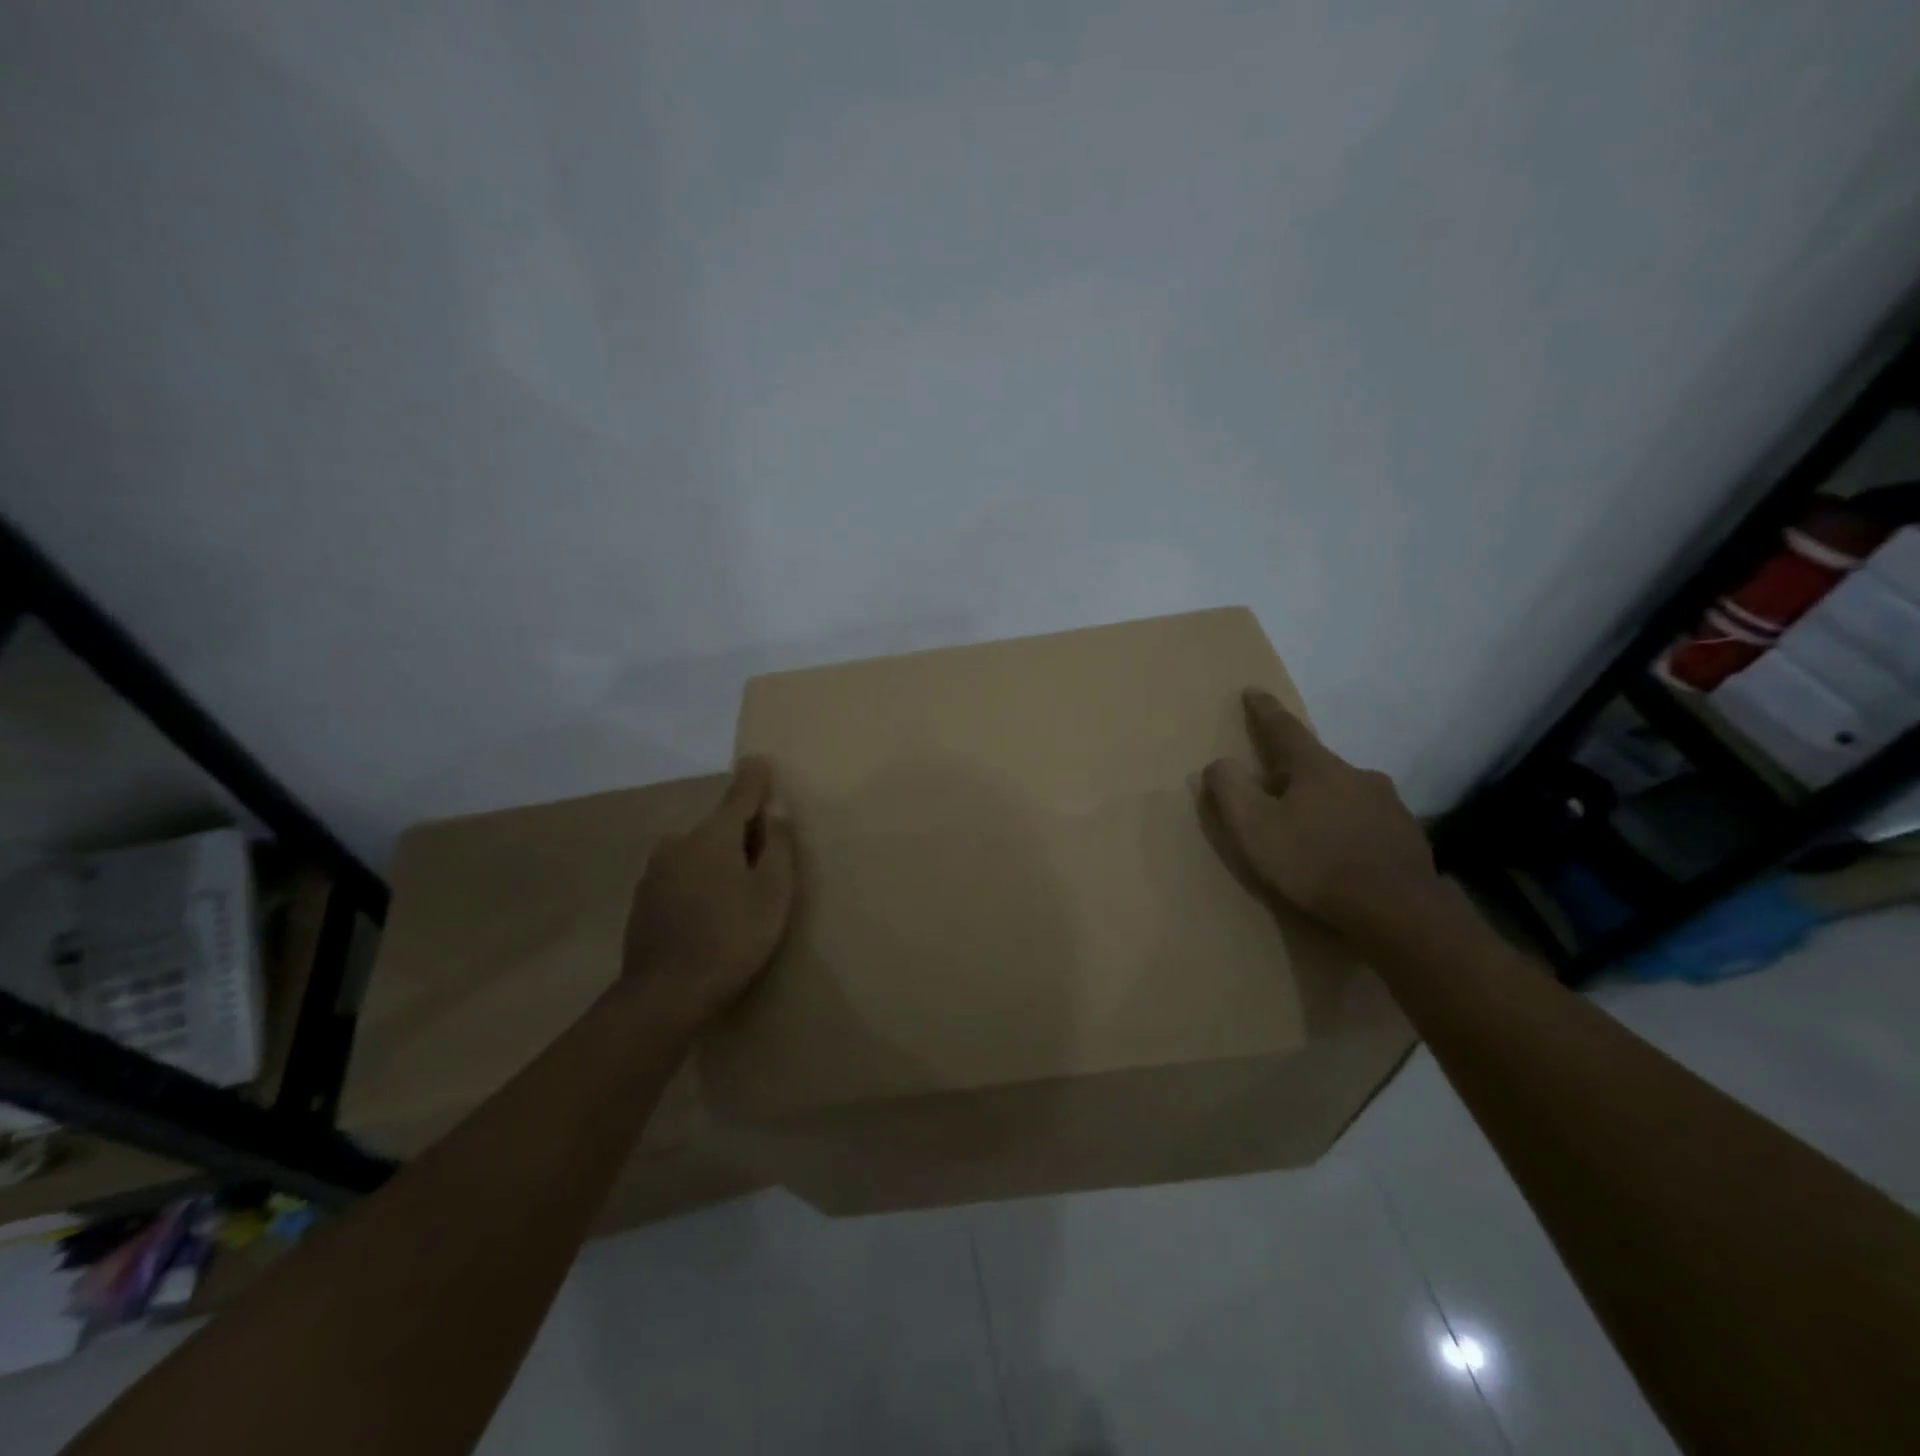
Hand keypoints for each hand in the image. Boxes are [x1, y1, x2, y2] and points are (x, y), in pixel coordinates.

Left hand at [620, 757, 796, 1030]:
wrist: (665, 994)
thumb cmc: (731, 938)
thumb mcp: (773, 893)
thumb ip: (778, 847)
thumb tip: (774, 813)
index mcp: (713, 835)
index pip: (740, 794)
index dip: (755, 779)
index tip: (760, 761)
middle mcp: (679, 842)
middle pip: (719, 826)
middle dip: (742, 833)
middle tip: (765, 864)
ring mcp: (656, 870)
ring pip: (699, 851)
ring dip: (719, 860)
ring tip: (738, 895)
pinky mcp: (644, 897)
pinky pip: (682, 874)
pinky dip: (700, 881)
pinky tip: (710, 912)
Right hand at [1200, 688, 1437, 932]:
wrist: (1398, 911)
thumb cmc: (1314, 863)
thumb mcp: (1254, 828)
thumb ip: (1230, 791)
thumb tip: (1219, 764)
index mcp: (1317, 768)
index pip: (1284, 729)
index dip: (1264, 711)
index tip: (1252, 691)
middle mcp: (1357, 775)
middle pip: (1316, 764)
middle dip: (1292, 770)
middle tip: (1272, 784)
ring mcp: (1389, 805)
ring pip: (1344, 793)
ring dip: (1322, 801)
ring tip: (1307, 827)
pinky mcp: (1407, 836)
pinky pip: (1366, 822)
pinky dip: (1347, 828)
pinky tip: (1341, 852)